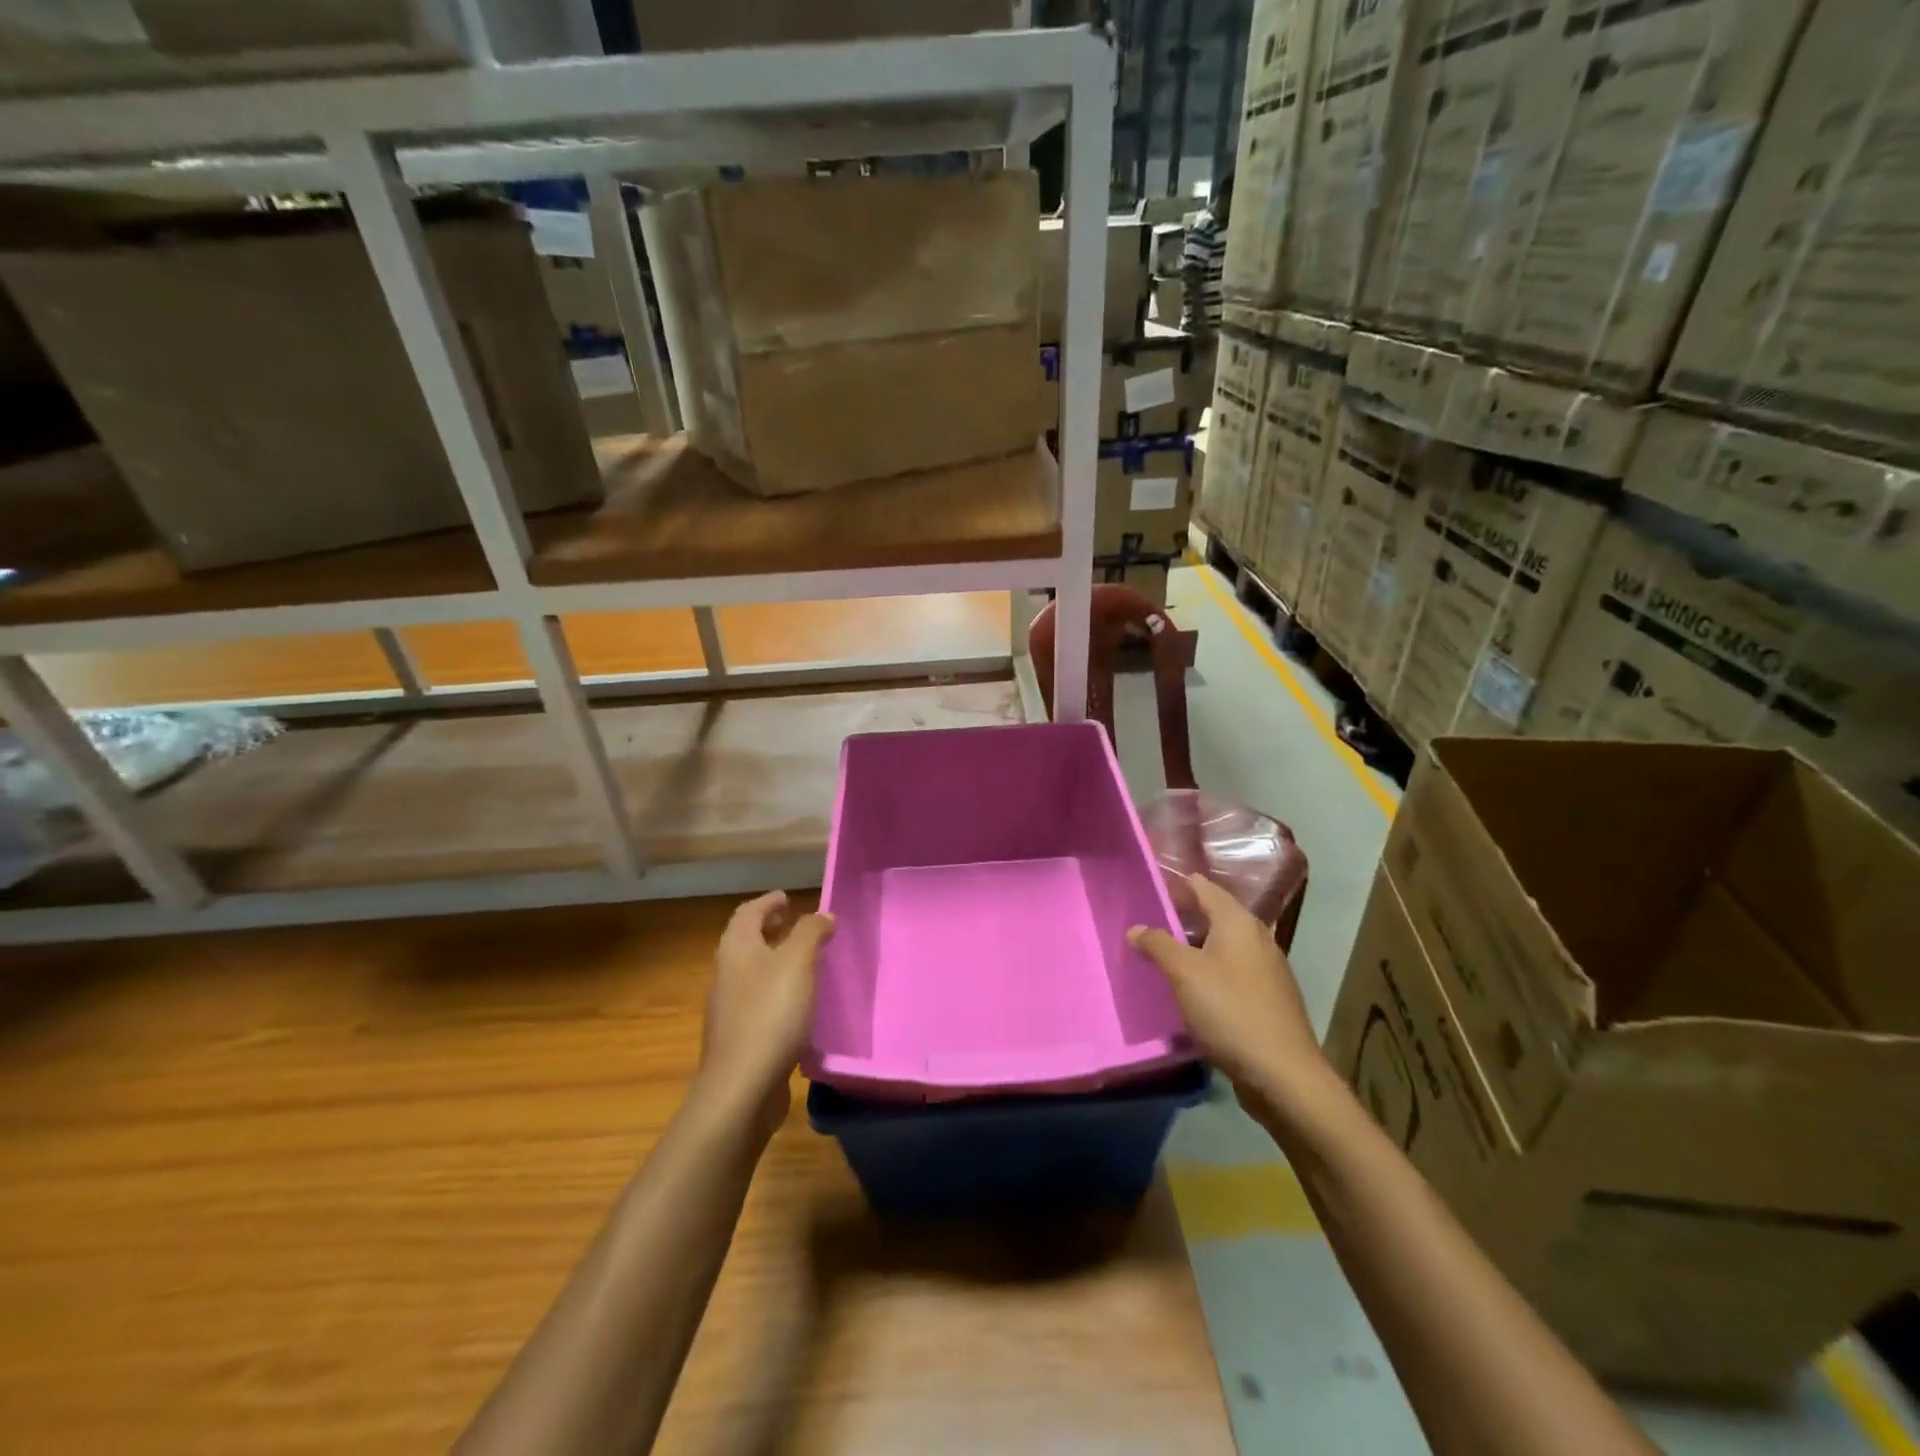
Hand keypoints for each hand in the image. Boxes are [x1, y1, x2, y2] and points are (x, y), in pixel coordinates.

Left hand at [698, 891, 834, 1132]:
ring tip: (805, 961)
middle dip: (771, 929)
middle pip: (747, 941)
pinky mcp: (738, 1037)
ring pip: (752, 971)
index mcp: (736, 948)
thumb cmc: (771, 1013)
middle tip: (797, 924)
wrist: (741, 1087)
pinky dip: (777, 990)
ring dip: (775, 960)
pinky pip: (758, 1001)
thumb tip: (822, 915)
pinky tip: (799, 1003)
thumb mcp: (798, 962)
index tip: (789, 898)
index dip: (768, 903)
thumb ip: (811, 932)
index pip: (748, 913)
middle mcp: (726, 973)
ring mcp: (729, 1008)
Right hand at [1128, 872, 1325, 1100]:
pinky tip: (1190, 988)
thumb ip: (1158, 945)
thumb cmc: (1230, 1011)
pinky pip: (1231, 971)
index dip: (1176, 883)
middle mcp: (1256, 937)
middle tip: (1146, 921)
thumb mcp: (1184, 974)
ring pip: (1223, 945)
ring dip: (1194, 946)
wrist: (1283, 1074)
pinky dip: (1209, 970)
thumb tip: (1136, 928)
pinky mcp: (1268, 998)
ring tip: (1162, 953)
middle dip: (1182, 915)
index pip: (1203, 887)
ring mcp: (1266, 969)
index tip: (1147, 886)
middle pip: (1214, 914)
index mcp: (1238, 922)